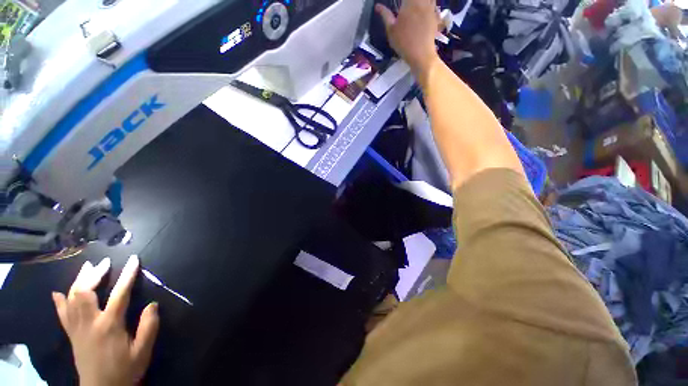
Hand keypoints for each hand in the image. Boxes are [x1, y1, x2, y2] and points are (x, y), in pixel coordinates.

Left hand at [52, 255, 158, 385]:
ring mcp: (77, 329)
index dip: (128, 275)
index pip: (119, 294)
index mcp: (109, 325)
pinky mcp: (72, 335)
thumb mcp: (143, 351)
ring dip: (79, 281)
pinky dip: (60, 301)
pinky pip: (62, 315)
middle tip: (104, 262)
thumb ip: (148, 327)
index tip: (134, 259)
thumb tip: (153, 304)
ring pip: (72, 299)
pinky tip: (58, 292)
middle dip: (94, 274)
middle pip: (85, 292)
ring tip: (87, 268)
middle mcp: (89, 323)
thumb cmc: (125, 370)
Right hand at [375, 0, 440, 77]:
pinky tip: (423, 7)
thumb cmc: (404, 42)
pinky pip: (433, 3)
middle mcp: (422, 1)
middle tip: (404, 6)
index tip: (398, 5)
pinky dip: (428, 3)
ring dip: (418, 2)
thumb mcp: (391, 30)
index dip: (402, 2)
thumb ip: (385, 15)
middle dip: (409, 2)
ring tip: (412, 7)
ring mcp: (430, 7)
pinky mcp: (435, 15)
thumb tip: (378, 6)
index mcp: (409, 2)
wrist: (421, 54)